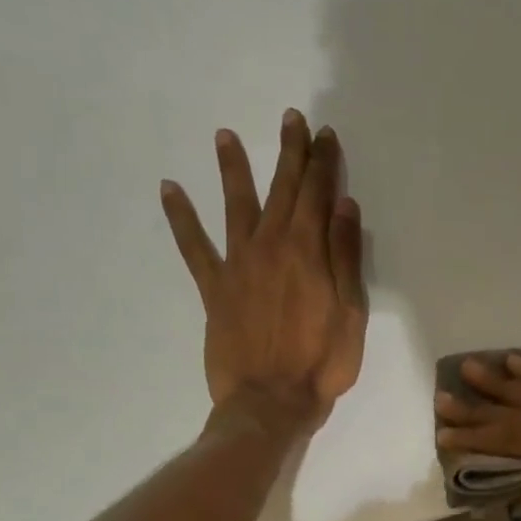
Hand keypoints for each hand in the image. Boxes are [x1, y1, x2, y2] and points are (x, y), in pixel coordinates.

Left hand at [161, 109, 366, 429]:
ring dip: (233, 169)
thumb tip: (344, 205)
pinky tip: (169, 189)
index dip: (323, 163)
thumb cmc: (322, 362)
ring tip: (225, 135)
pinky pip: (194, 246)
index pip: (317, 195)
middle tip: (291, 119)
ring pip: (236, 205)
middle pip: (281, 190)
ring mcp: (238, 264)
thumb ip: (346, 257)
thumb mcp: (350, 312)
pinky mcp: (214, 287)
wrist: (271, 401)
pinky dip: (181, 218)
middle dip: (289, 153)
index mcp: (308, 251)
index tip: (326, 135)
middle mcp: (270, 246)